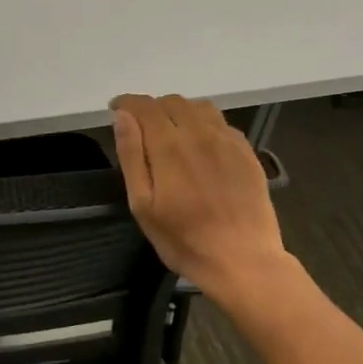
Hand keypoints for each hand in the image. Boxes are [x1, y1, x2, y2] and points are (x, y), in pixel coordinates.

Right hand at [110, 94, 293, 302]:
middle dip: (152, 108)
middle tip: (142, 129)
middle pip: (173, 102)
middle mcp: (200, 134)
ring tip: (171, 133)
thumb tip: (122, 117)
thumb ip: (132, 156)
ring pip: (200, 108)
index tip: (115, 109)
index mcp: (169, 146)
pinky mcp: (247, 153)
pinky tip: (201, 146)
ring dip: (180, 112)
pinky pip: (222, 123)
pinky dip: (204, 124)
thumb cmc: (184, 240)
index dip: (127, 102)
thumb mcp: (143, 205)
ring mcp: (227, 141)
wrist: (243, 261)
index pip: (145, 106)